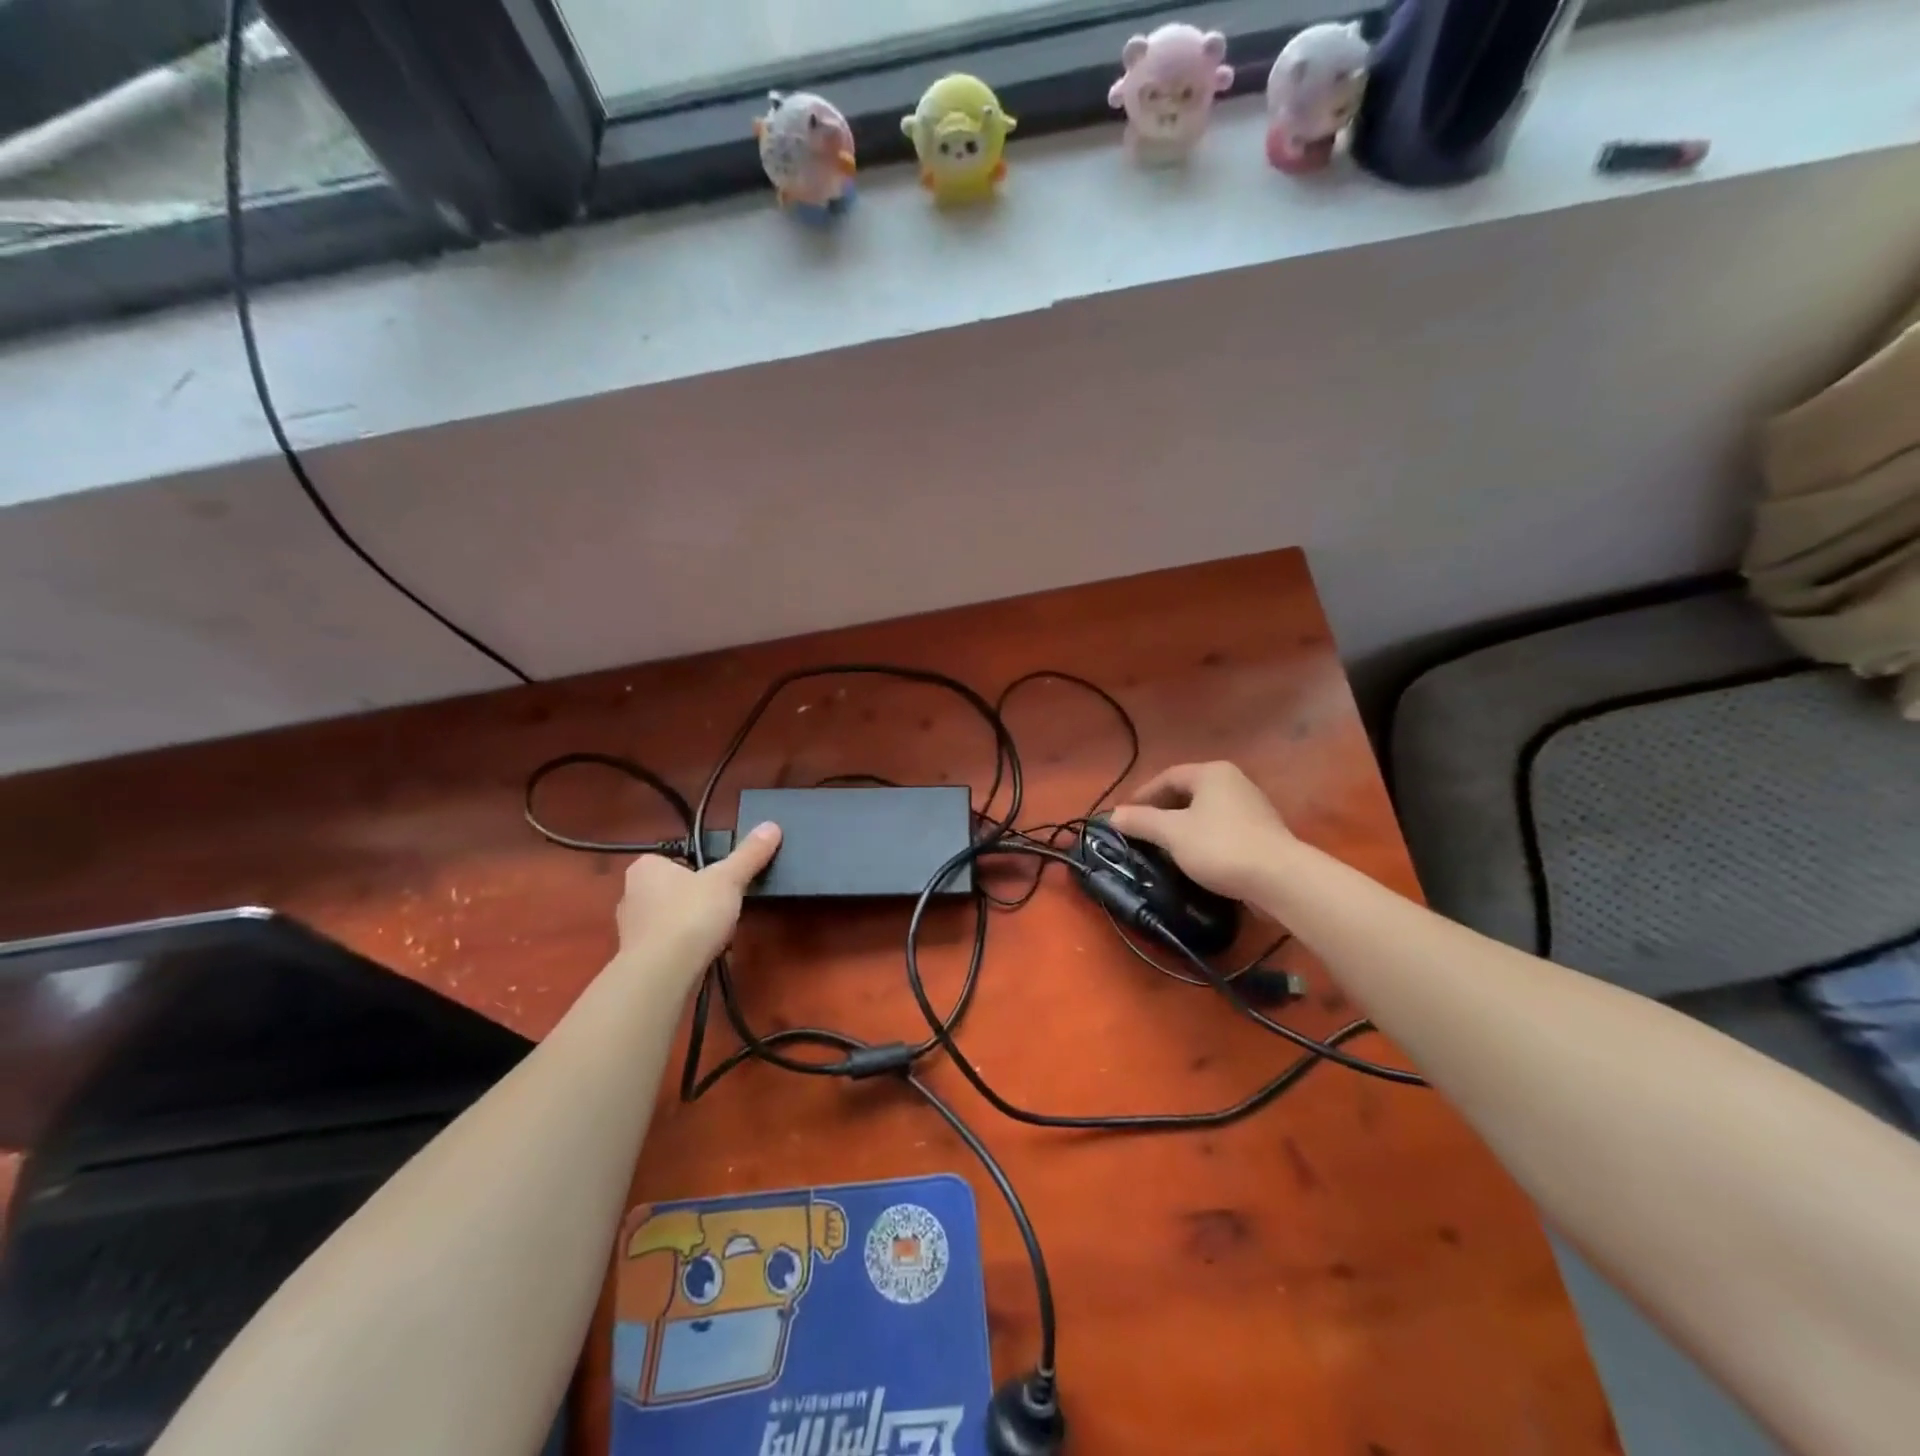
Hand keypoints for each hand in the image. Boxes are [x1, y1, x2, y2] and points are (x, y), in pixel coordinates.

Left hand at [615, 823, 781, 976]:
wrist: (663, 973)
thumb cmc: (691, 915)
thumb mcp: (728, 879)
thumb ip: (749, 854)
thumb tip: (772, 826)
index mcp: (645, 867)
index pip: (676, 858)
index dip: (701, 868)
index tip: (721, 880)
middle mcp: (630, 894)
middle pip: (674, 889)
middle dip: (697, 898)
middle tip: (724, 906)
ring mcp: (630, 929)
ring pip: (670, 918)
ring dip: (691, 924)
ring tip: (717, 933)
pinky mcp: (636, 958)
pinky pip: (667, 944)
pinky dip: (684, 946)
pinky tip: (703, 953)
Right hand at [1107, 762, 1293, 902]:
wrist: (1280, 878)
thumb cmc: (1220, 846)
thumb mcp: (1172, 833)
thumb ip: (1141, 821)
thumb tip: (1113, 815)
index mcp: (1211, 773)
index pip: (1167, 777)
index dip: (1142, 795)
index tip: (1125, 816)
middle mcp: (1233, 781)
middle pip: (1187, 792)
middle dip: (1161, 811)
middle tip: (1141, 832)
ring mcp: (1251, 806)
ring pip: (1204, 811)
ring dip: (1181, 826)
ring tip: (1163, 847)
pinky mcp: (1262, 831)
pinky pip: (1221, 827)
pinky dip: (1201, 838)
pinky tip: (1193, 857)